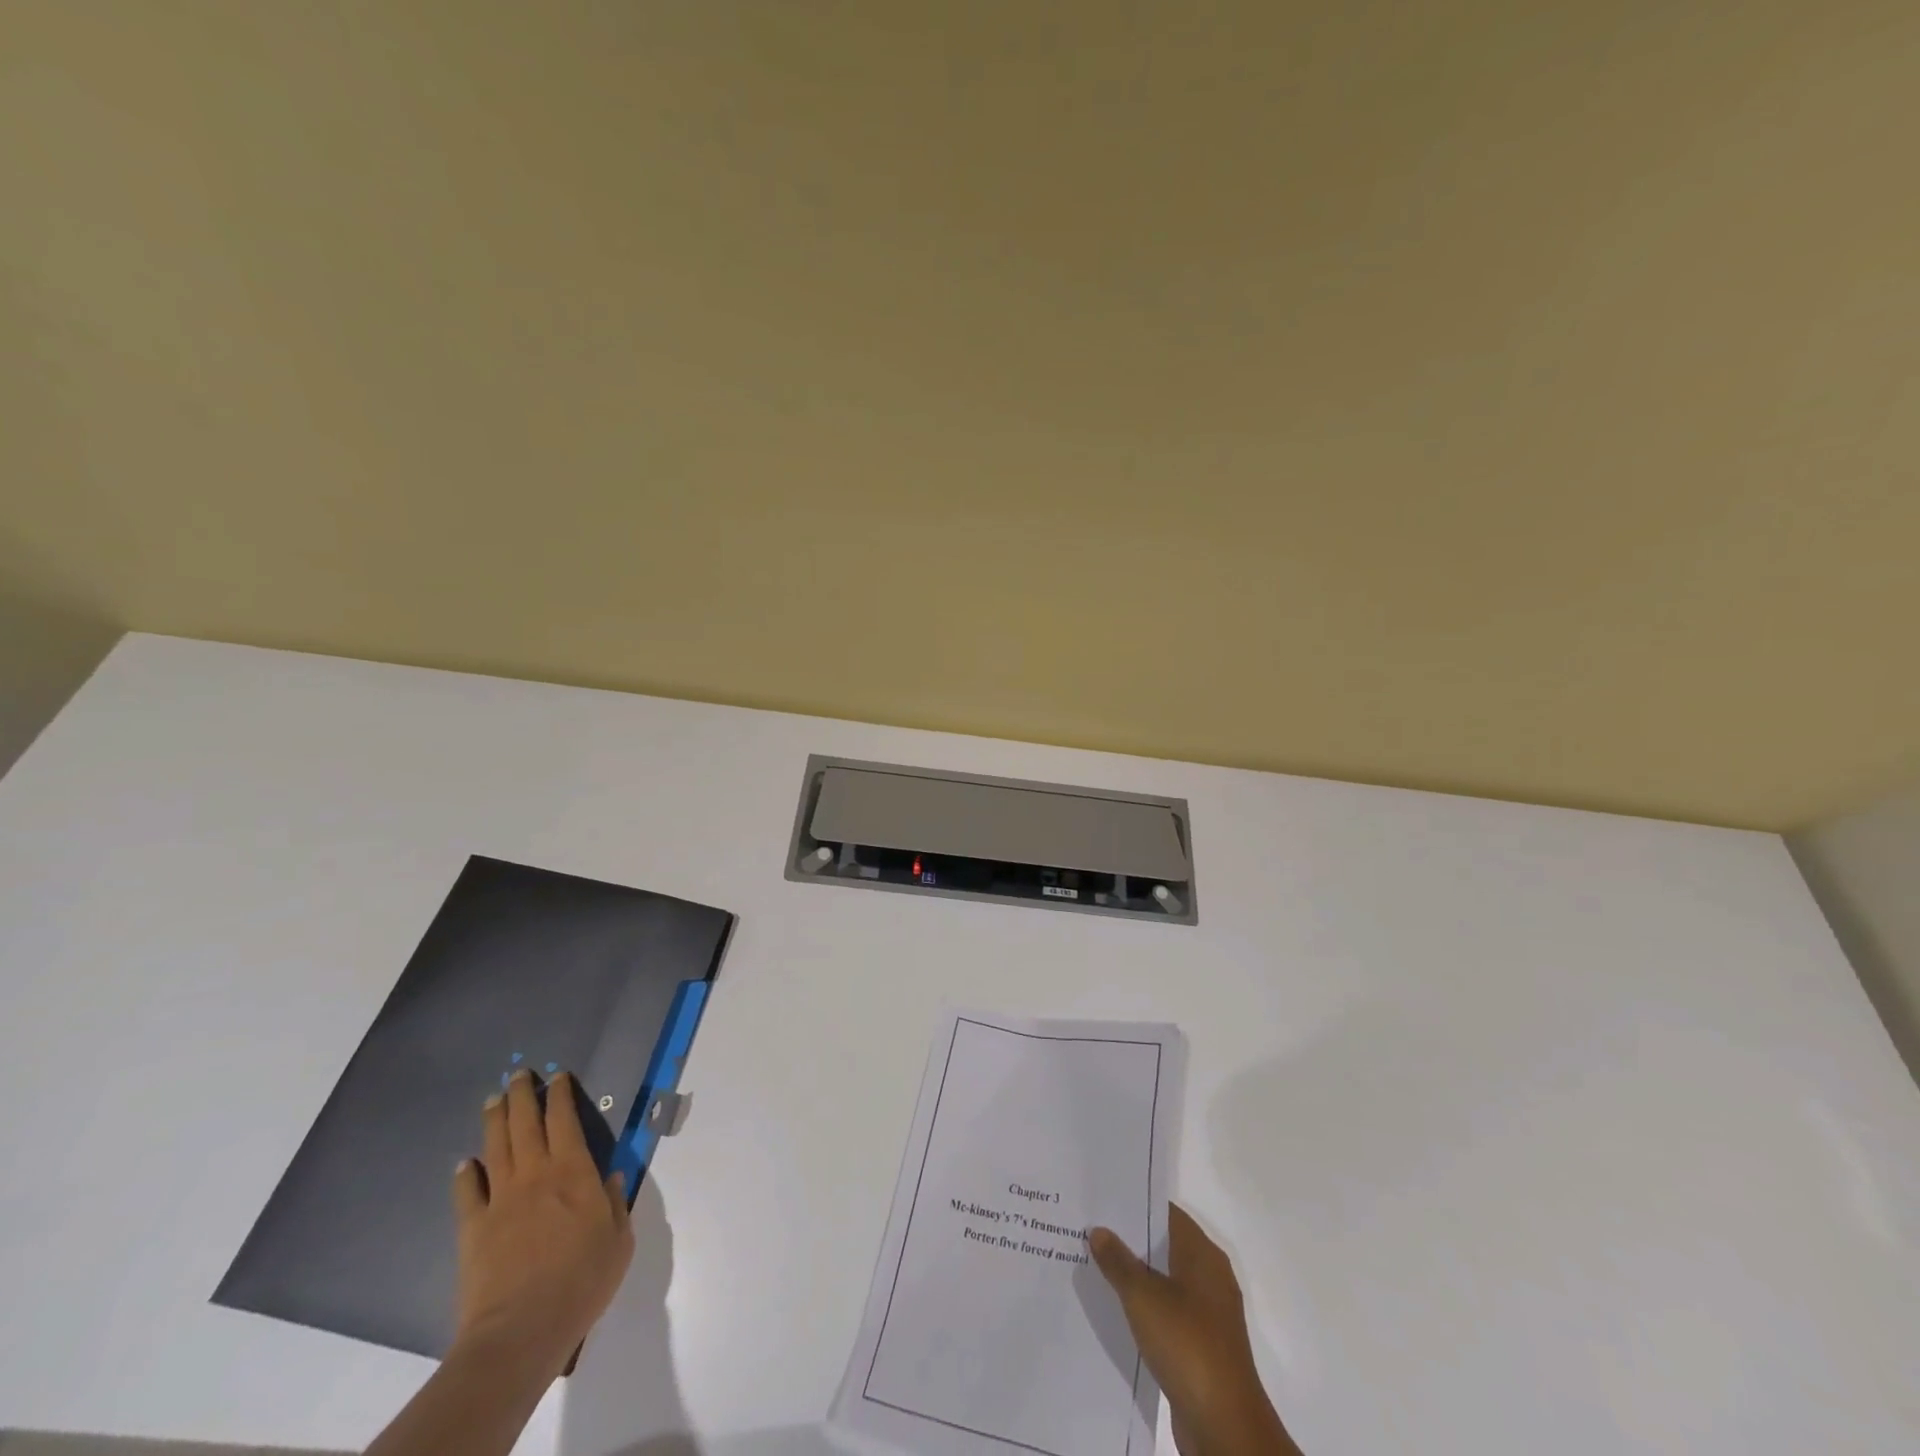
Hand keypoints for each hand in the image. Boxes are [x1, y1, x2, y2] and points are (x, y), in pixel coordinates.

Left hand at [450, 1069, 633, 1380]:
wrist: (520, 1331)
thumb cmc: (582, 1281)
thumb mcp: (619, 1240)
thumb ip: (616, 1203)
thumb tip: (612, 1177)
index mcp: (574, 1171)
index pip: (565, 1120)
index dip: (561, 1095)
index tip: (557, 1076)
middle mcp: (536, 1174)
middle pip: (526, 1124)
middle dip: (522, 1095)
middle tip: (518, 1075)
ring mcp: (500, 1200)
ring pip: (496, 1148)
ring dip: (494, 1121)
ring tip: (492, 1100)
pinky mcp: (473, 1229)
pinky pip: (468, 1193)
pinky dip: (466, 1174)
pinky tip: (465, 1163)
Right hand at [1089, 1205, 1299, 1455]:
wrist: (1225, 1426)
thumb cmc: (1187, 1344)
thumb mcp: (1143, 1297)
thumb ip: (1119, 1261)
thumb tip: (1099, 1230)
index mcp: (1203, 1254)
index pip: (1166, 1213)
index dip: (1136, 1204)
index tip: (1103, 1199)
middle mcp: (1210, 1276)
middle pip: (1165, 1245)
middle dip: (1131, 1239)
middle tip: (1091, 1229)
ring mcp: (1209, 1313)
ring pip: (1166, 1280)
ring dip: (1137, 1275)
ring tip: (1096, 1265)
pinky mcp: (1203, 1344)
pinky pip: (1169, 1311)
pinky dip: (1146, 1306)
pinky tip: (1118, 1309)